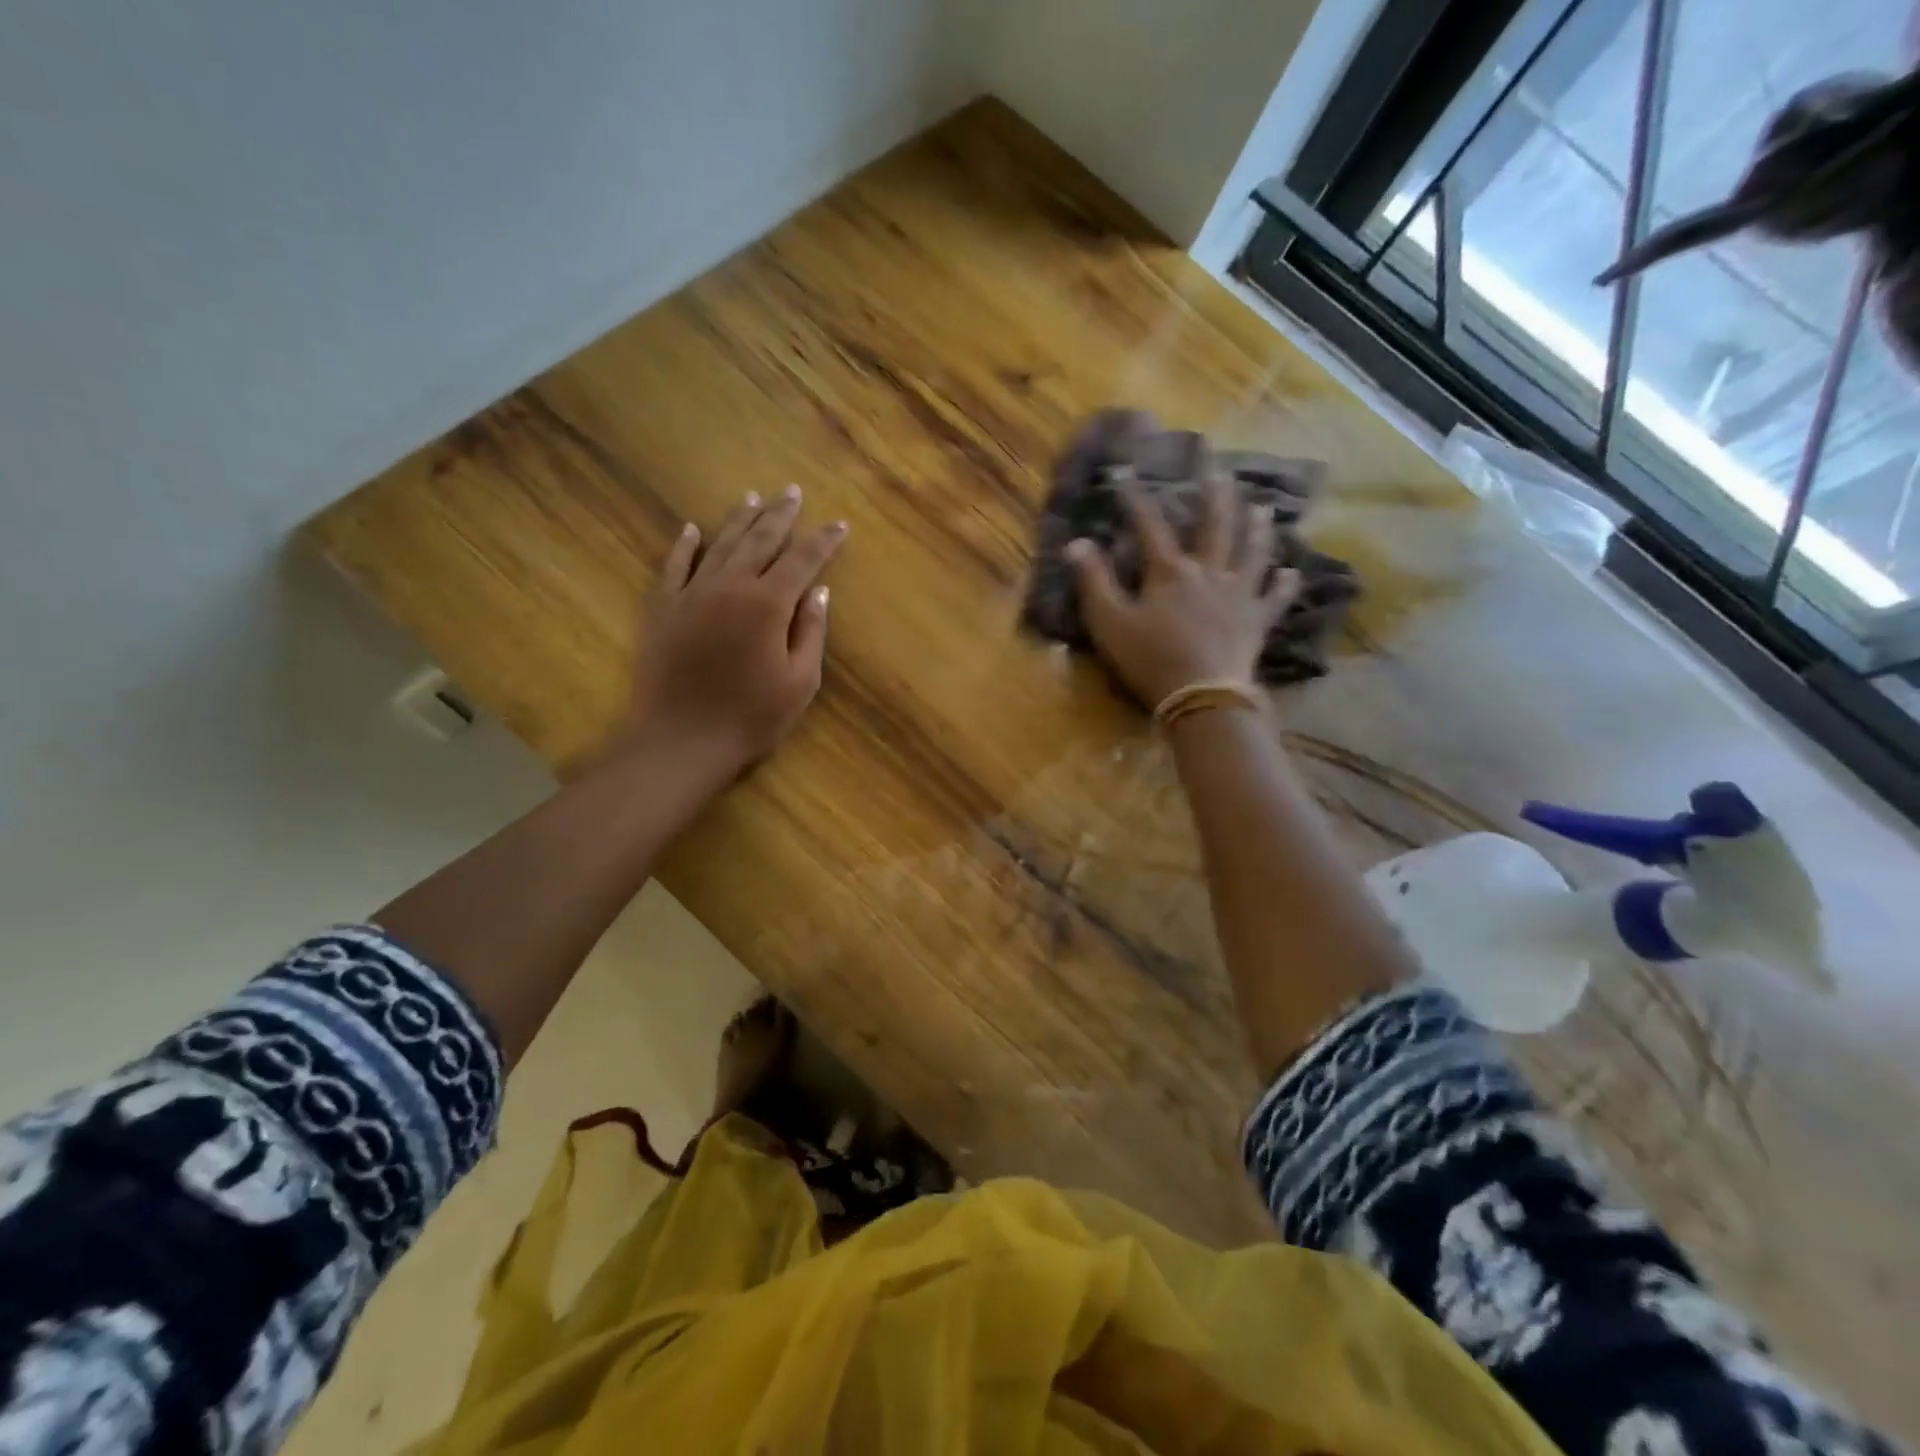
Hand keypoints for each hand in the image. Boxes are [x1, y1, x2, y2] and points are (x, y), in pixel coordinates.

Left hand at [620, 486, 846, 774]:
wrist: (681, 741)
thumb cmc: (750, 717)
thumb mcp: (799, 682)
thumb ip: (811, 632)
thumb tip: (819, 591)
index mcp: (768, 604)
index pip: (802, 560)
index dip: (823, 540)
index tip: (838, 524)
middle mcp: (730, 586)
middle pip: (760, 540)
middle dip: (780, 515)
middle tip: (793, 492)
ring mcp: (692, 594)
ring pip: (720, 544)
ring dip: (739, 520)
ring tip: (754, 497)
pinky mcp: (663, 609)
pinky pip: (674, 566)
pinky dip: (685, 545)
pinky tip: (692, 529)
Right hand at [1064, 479, 1297, 707]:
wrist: (1200, 695)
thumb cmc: (1149, 658)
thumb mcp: (1109, 621)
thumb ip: (1093, 581)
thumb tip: (1076, 542)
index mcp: (1170, 571)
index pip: (1150, 525)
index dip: (1136, 498)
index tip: (1125, 474)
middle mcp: (1209, 572)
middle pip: (1215, 527)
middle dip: (1215, 498)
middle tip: (1220, 473)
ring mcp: (1239, 594)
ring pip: (1252, 552)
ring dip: (1256, 528)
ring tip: (1261, 507)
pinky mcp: (1257, 621)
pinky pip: (1274, 598)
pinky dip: (1283, 584)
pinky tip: (1291, 572)